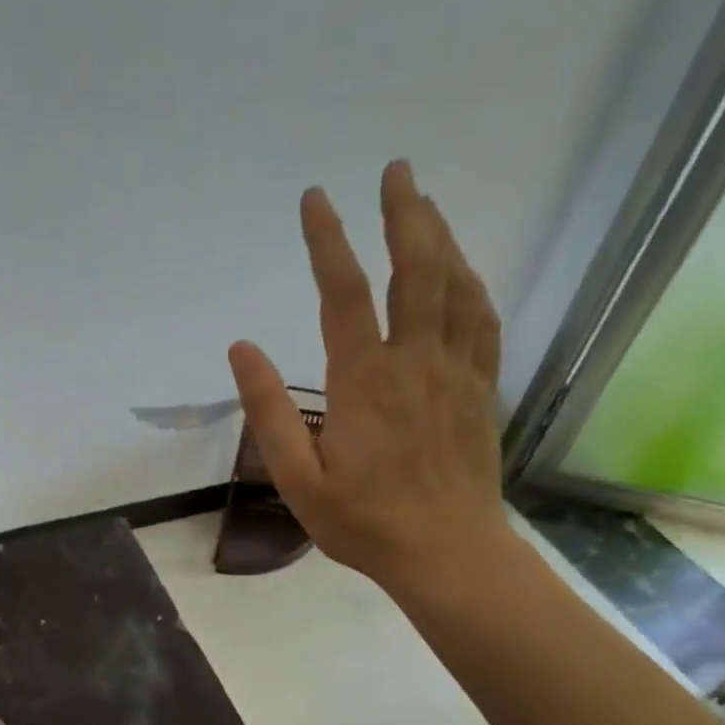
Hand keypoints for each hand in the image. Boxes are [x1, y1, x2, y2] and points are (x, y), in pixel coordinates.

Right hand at [228, 161, 508, 592]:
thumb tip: (242, 349)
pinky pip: (482, 320)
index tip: (315, 199)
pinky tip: (462, 270)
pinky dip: (471, 284)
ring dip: (441, 238)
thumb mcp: (298, 479)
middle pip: (415, 270)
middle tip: (395, 170)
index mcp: (364, 382)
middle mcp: (415, 362)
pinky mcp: (480, 390)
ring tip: (424, 203)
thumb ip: (269, 413)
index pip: (343, 293)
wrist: (448, 554)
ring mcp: (456, 373)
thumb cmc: (364, 523)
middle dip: (404, 214)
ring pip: (456, 286)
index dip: (327, 240)